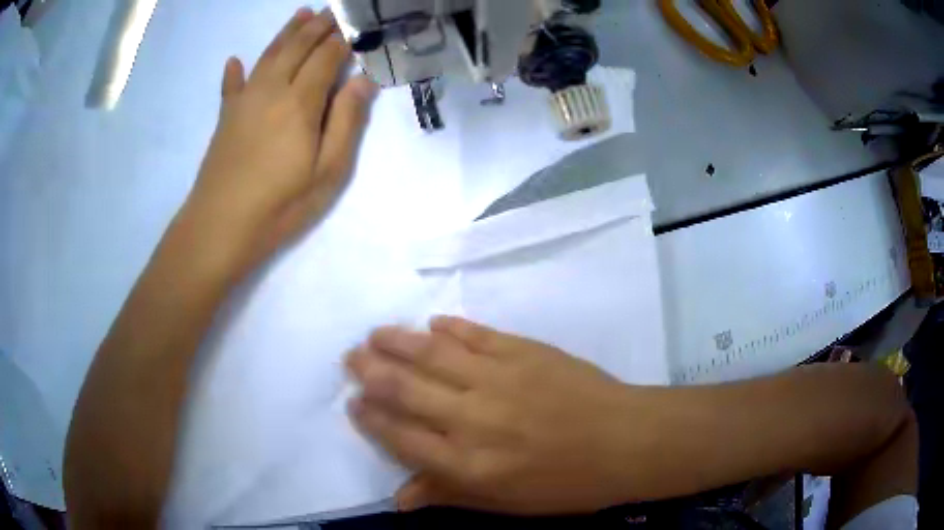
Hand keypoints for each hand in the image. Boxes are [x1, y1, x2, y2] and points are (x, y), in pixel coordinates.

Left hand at [176, 7, 377, 281]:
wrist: (220, 227)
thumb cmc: (280, 204)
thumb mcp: (328, 171)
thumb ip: (347, 121)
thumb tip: (364, 80)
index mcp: (300, 101)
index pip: (326, 58)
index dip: (341, 40)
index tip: (354, 26)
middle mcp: (271, 89)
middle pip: (297, 48)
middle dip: (316, 27)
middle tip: (331, 10)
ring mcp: (244, 101)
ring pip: (268, 55)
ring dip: (286, 33)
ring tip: (301, 14)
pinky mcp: (225, 118)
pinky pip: (231, 85)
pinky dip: (234, 71)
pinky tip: (234, 60)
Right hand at [347, 317, 643, 513]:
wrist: (624, 441)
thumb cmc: (567, 483)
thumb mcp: (506, 504)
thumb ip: (449, 495)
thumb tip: (399, 499)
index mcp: (468, 464)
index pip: (401, 436)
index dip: (371, 418)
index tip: (352, 403)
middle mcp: (473, 418)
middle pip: (406, 389)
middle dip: (372, 372)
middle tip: (351, 358)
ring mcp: (498, 378)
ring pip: (433, 354)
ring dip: (398, 342)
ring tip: (375, 333)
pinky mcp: (523, 350)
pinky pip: (476, 335)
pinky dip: (451, 327)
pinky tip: (434, 322)